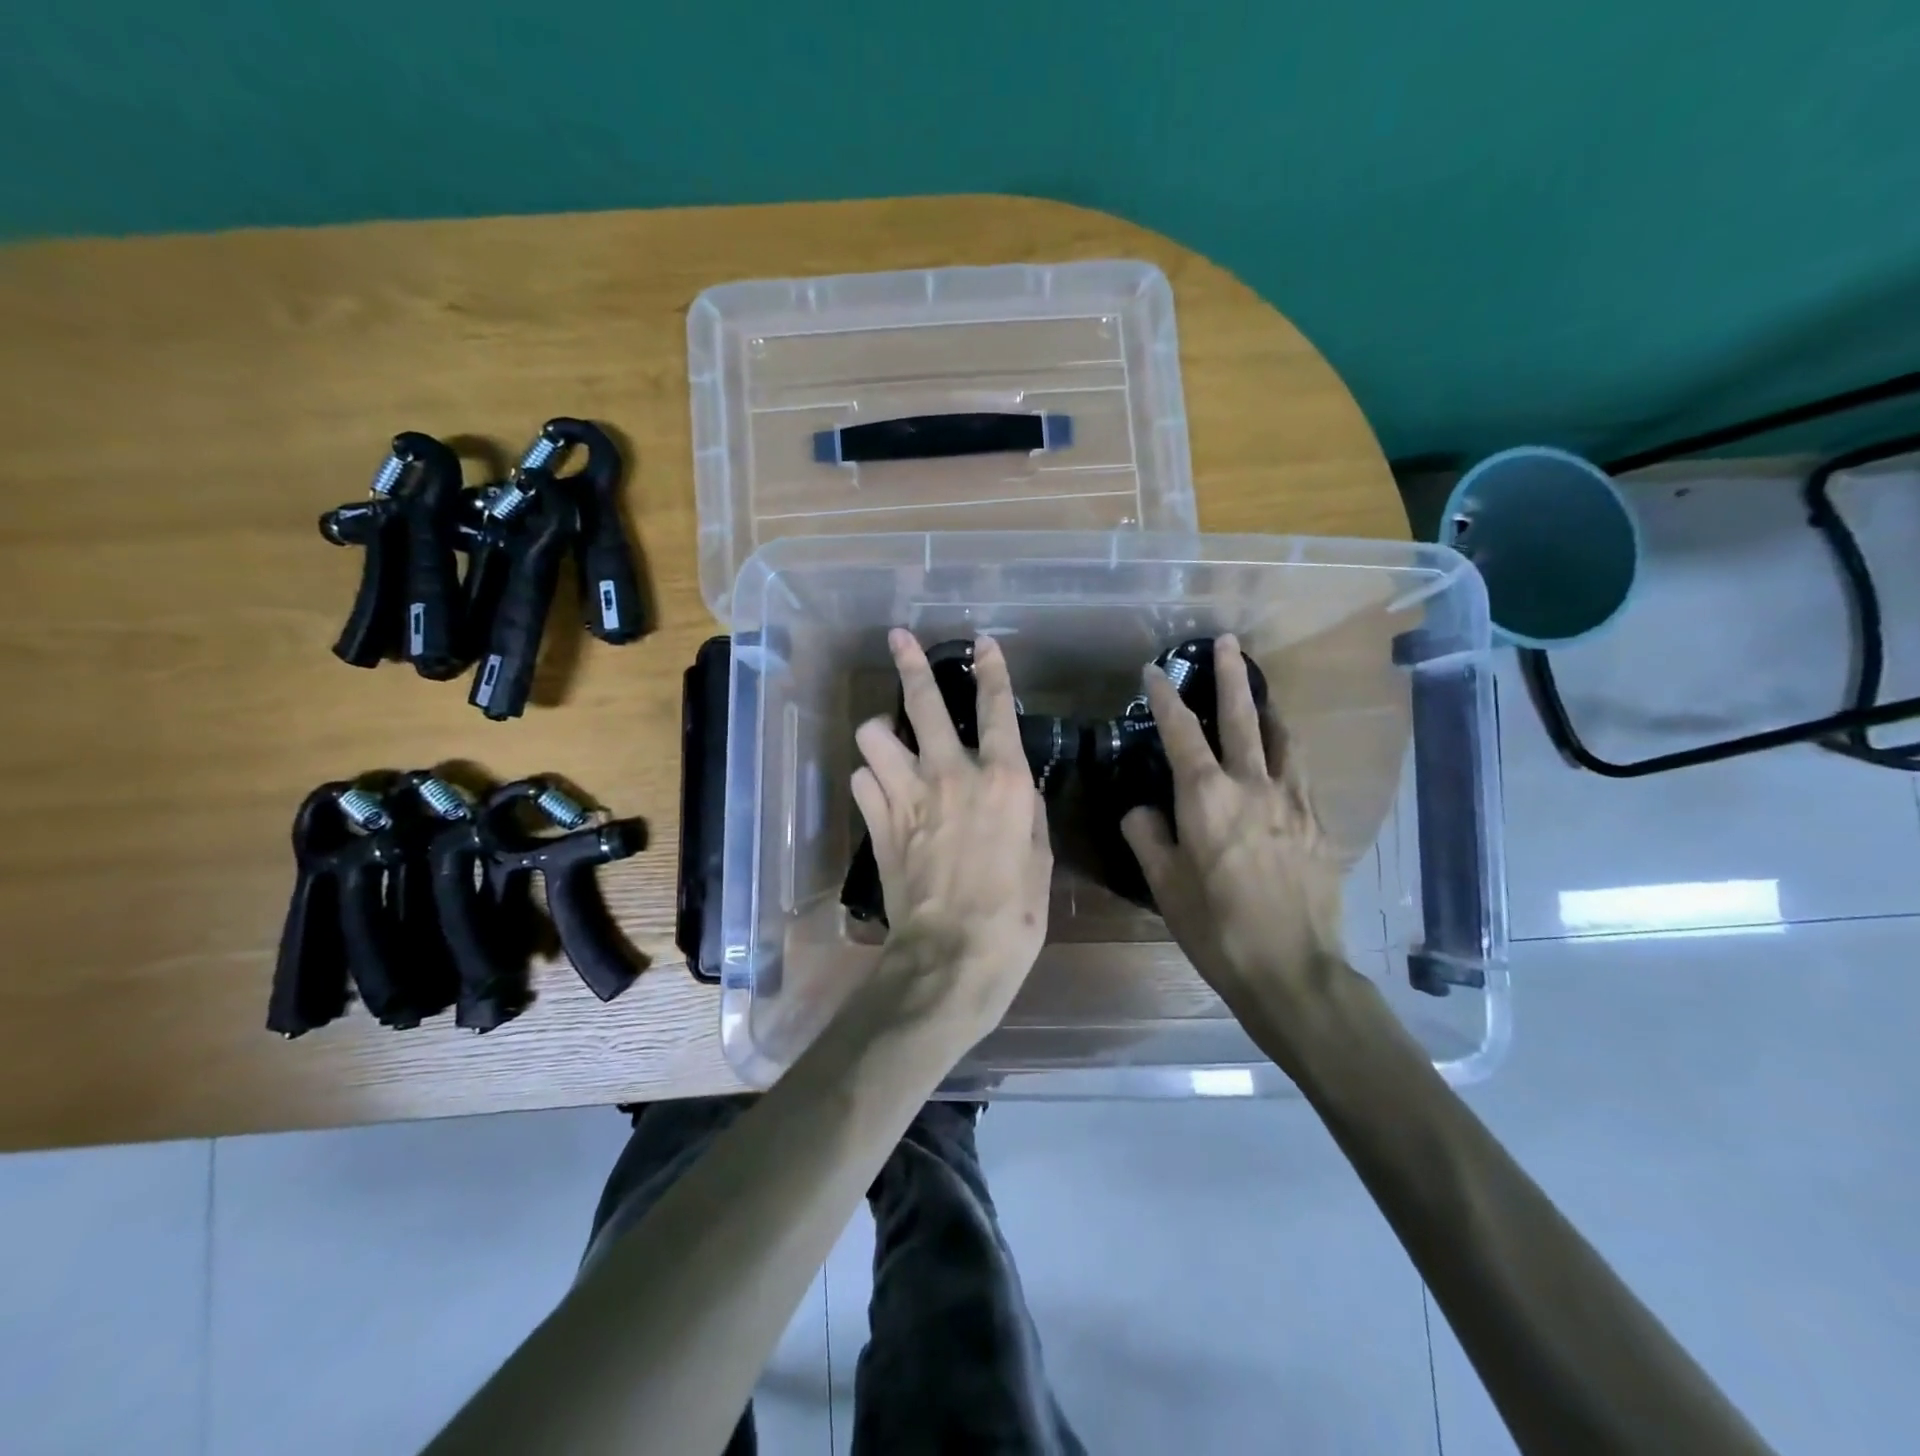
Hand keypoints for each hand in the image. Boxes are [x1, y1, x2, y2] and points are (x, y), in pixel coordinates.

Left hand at [851, 630, 1051, 1036]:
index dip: (992, 670)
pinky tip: (881, 793)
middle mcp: (949, 773)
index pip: (996, 709)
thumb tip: (1014, 793)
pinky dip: (870, 780)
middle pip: (921, 702)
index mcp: (1001, 780)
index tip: (984, 642)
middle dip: (910, 663)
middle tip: (899, 639)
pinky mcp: (876, 822)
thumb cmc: (1014, 914)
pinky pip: (860, 779)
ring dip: (880, 734)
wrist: (952, 956)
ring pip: (872, 734)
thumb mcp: (1039, 859)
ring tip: (889, 743)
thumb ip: (1026, 815)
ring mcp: (906, 795)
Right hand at [1121, 635, 1345, 1016]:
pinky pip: (1300, 772)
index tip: (1154, 670)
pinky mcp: (1318, 823)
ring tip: (1261, 693)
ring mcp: (1293, 802)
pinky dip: (1287, 752)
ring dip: (1268, 708)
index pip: (1181, 733)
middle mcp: (1253, 786)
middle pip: (1242, 717)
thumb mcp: (1165, 884)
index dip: (1165, 698)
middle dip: (1231, 676)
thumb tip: (1141, 810)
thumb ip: (1147, 836)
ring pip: (1283, 738)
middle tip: (1228, 642)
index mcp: (1207, 798)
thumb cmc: (1216, 927)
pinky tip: (1283, 759)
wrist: (1292, 969)